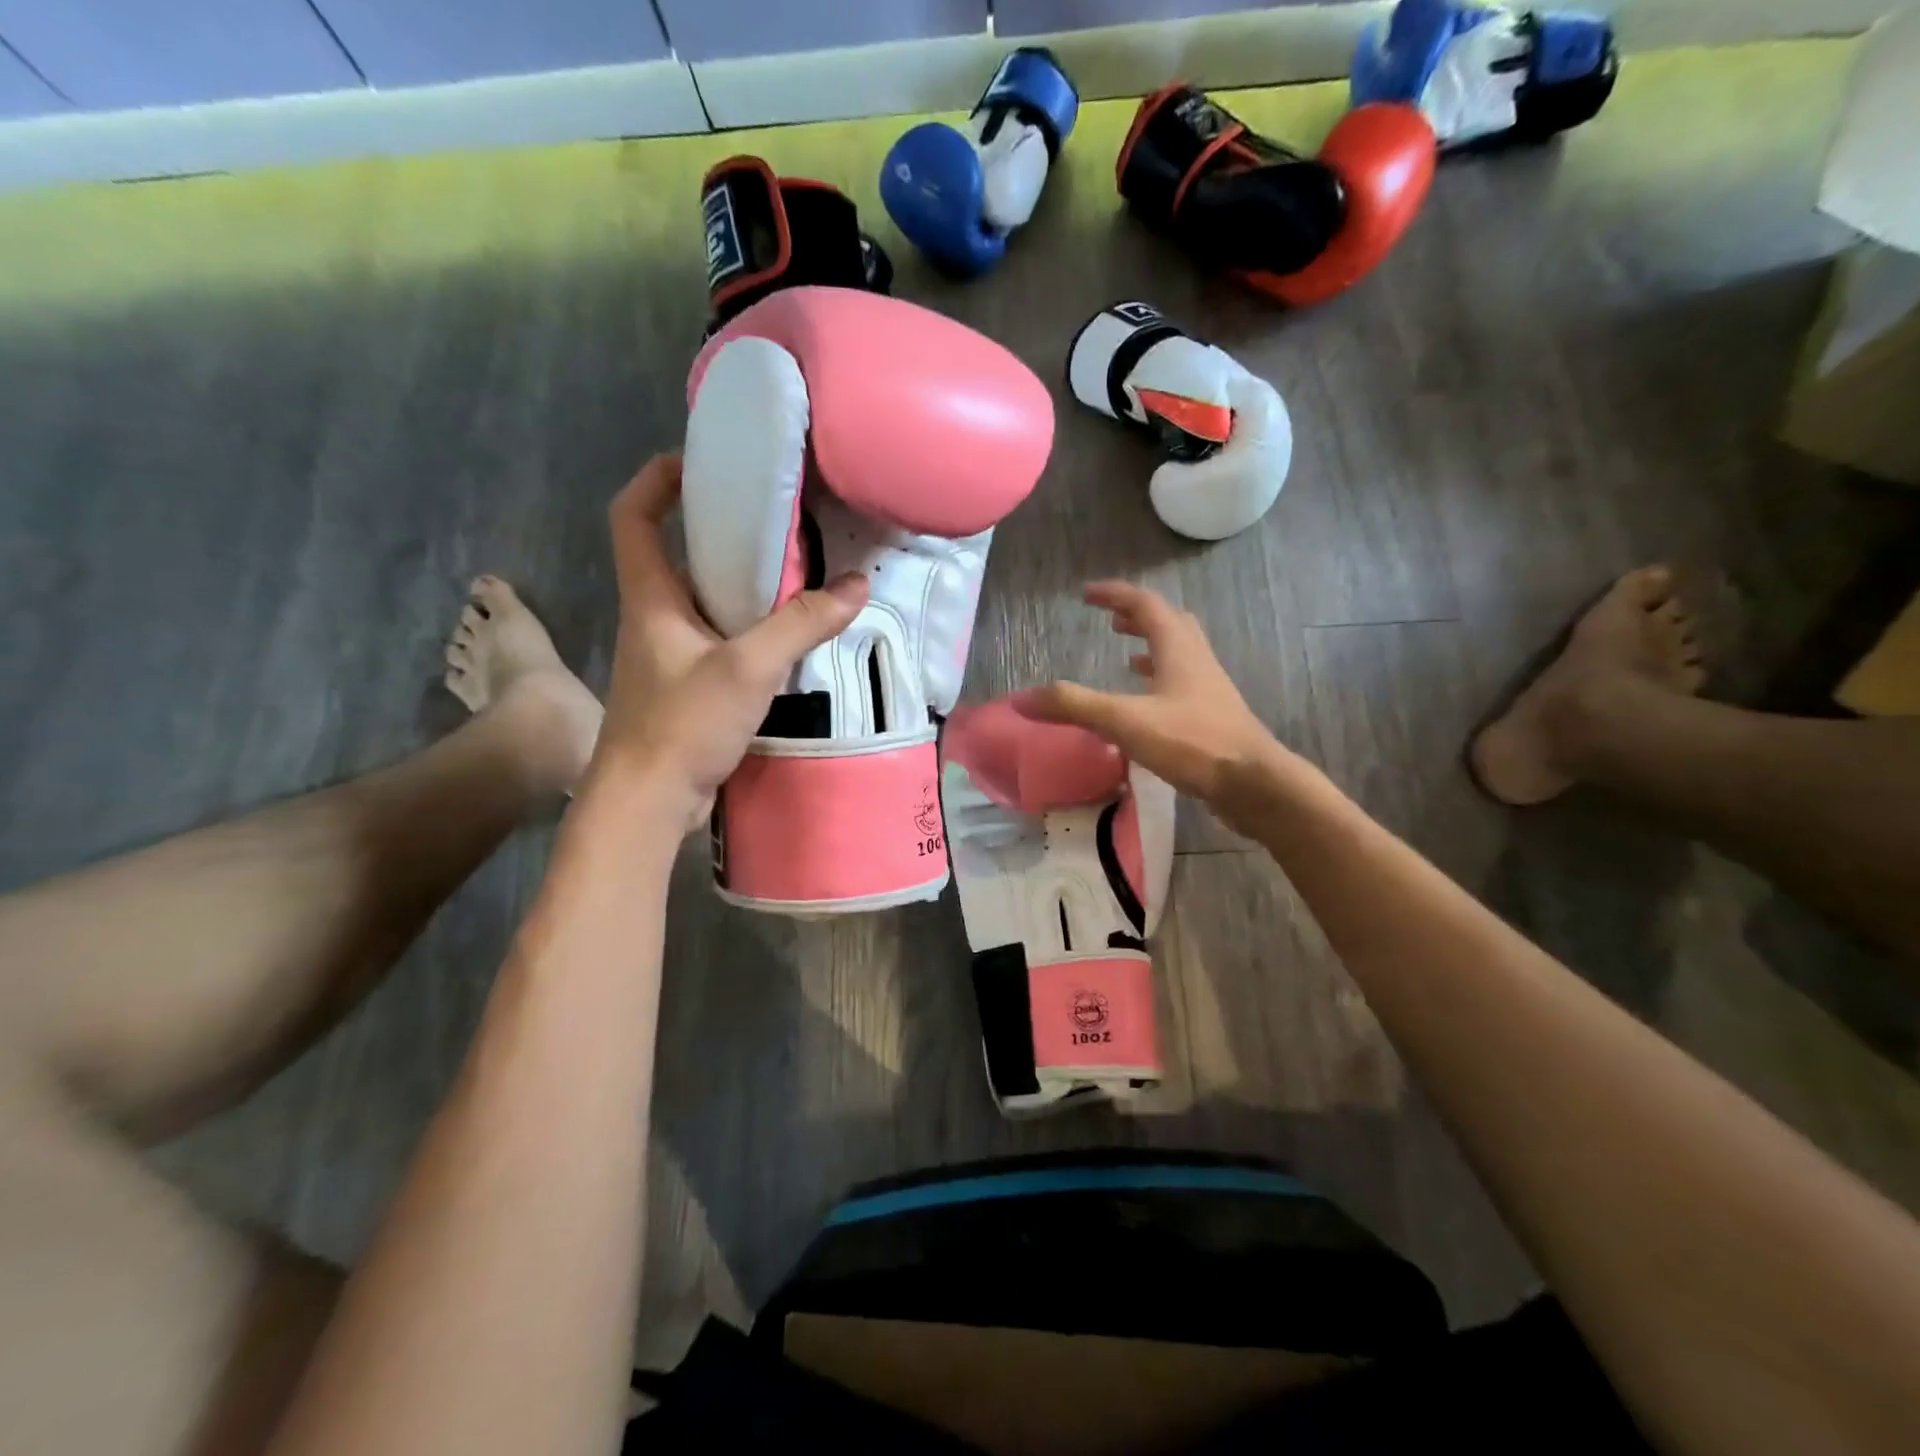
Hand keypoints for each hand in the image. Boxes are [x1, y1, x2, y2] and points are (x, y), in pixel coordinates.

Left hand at [590, 454, 867, 821]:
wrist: (647, 803)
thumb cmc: (681, 724)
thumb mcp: (747, 668)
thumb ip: (801, 624)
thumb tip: (858, 585)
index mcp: (650, 596)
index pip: (633, 515)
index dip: (657, 479)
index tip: (701, 462)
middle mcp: (654, 617)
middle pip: (676, 554)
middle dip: (720, 531)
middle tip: (776, 520)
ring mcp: (669, 655)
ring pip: (703, 601)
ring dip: (742, 585)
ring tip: (796, 573)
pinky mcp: (687, 687)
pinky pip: (720, 640)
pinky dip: (750, 629)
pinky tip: (790, 637)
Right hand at [1018, 581, 1290, 827]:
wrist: (1253, 783)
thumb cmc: (1192, 742)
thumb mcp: (1125, 720)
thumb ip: (1074, 706)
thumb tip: (1022, 698)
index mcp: (1178, 649)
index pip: (1145, 605)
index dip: (1115, 595)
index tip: (1087, 594)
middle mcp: (1196, 660)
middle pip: (1169, 623)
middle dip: (1137, 616)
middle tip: (1110, 620)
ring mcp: (1208, 689)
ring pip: (1178, 654)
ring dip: (1151, 646)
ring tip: (1125, 653)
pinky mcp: (1212, 716)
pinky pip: (1182, 684)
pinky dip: (1159, 681)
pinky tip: (1147, 702)